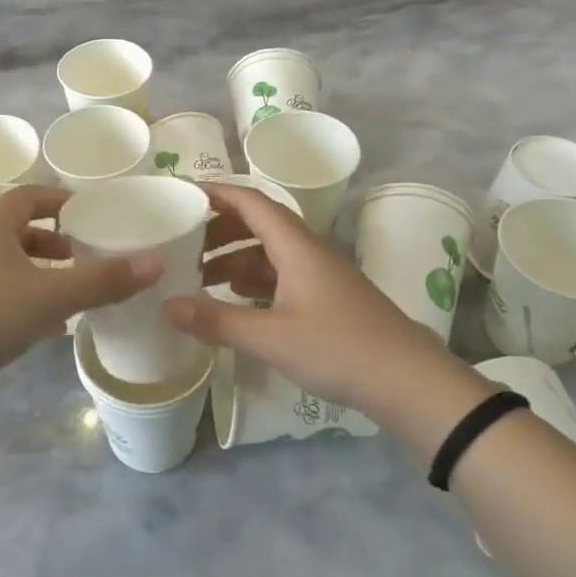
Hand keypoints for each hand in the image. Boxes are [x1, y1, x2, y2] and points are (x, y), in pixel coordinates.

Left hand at [0, 186, 160, 420]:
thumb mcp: (49, 295)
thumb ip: (102, 280)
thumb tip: (155, 262)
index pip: (27, 196)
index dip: (59, 200)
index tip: (91, 212)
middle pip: (19, 232)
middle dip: (55, 241)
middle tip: (88, 254)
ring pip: (10, 267)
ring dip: (42, 274)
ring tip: (77, 291)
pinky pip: (0, 297)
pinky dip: (27, 303)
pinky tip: (50, 327)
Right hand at [167, 183, 469, 419]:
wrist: (409, 383)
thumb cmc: (339, 349)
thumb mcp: (271, 337)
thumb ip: (217, 320)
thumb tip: (166, 306)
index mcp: (296, 246)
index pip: (252, 202)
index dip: (217, 193)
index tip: (183, 195)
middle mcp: (307, 252)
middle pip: (257, 224)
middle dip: (218, 228)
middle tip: (181, 242)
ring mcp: (319, 276)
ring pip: (268, 253)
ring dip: (233, 257)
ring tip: (198, 274)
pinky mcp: (326, 300)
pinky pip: (279, 276)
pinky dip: (251, 280)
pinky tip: (234, 299)